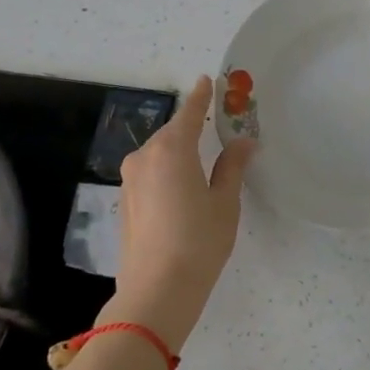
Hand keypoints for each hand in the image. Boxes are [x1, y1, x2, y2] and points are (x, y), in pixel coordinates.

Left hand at [115, 75, 257, 331]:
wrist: (157, 289)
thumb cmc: (199, 241)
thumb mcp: (225, 202)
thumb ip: (232, 166)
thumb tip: (242, 142)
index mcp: (172, 150)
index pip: (188, 114)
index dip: (200, 97)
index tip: (206, 80)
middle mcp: (145, 158)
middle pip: (171, 134)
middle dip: (190, 128)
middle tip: (213, 125)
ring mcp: (130, 181)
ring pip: (158, 154)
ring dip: (178, 151)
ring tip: (202, 159)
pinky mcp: (126, 202)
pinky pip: (150, 173)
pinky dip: (167, 170)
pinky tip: (183, 186)